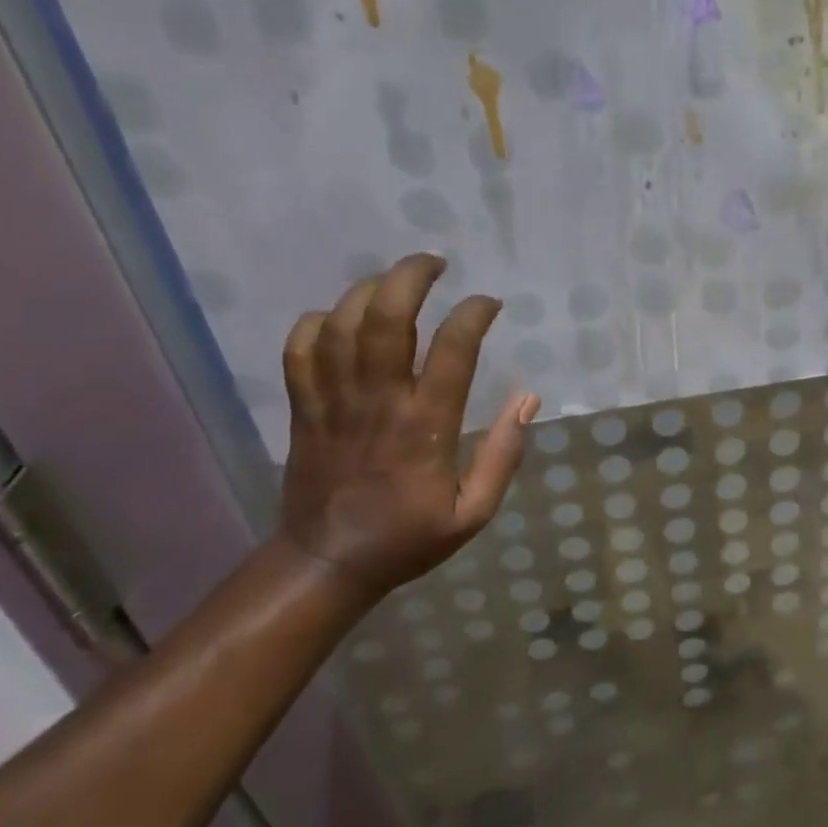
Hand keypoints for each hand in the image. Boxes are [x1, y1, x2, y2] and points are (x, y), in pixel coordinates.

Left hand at [274, 254, 538, 601]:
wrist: (328, 563)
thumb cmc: (408, 537)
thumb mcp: (474, 512)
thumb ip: (504, 455)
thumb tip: (528, 399)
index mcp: (426, 425)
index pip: (453, 348)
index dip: (474, 313)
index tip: (490, 304)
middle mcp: (378, 401)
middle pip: (386, 317)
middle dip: (410, 276)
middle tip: (435, 263)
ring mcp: (333, 401)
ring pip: (341, 324)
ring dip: (368, 290)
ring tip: (394, 282)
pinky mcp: (302, 409)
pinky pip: (300, 350)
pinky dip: (316, 323)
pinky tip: (338, 318)